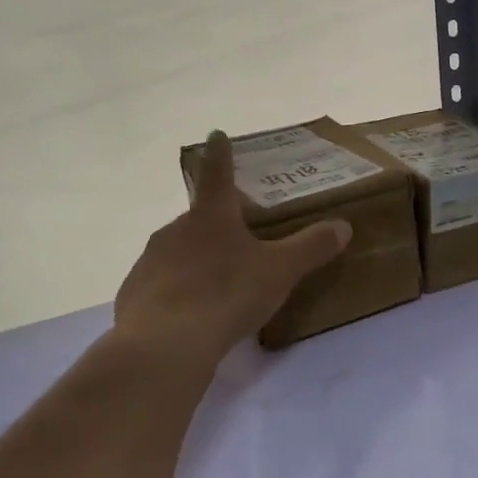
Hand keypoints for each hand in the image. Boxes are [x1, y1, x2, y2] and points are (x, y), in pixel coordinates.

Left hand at [113, 131, 351, 366]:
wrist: (164, 343)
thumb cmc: (226, 294)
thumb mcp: (280, 271)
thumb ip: (312, 247)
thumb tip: (343, 225)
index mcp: (211, 216)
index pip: (217, 174)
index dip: (220, 153)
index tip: (216, 134)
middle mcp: (175, 230)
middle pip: (200, 218)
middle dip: (218, 224)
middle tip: (241, 240)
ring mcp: (150, 261)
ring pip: (179, 251)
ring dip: (198, 259)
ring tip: (221, 284)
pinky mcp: (134, 294)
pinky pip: (162, 284)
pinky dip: (179, 291)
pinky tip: (194, 313)